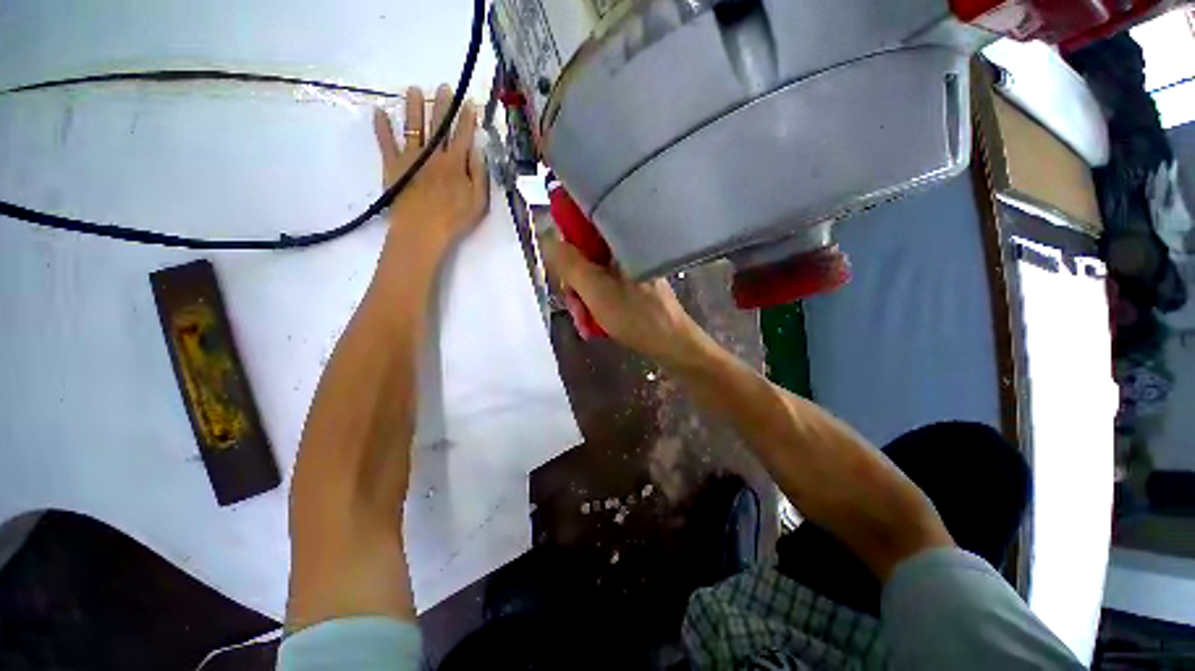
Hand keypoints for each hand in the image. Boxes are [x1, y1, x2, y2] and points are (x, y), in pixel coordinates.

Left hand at [374, 85, 488, 249]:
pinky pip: (386, 143)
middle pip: (438, 126)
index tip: (469, 102)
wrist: (423, 230)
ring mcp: (411, 158)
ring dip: (413, 107)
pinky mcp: (393, 165)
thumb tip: (478, 151)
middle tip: (444, 87)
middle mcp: (433, 155)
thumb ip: (480, 176)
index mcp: (455, 164)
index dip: (466, 119)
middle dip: (442, 105)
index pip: (462, 136)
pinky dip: (381, 128)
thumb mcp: (479, 202)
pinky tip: (379, 112)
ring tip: (413, 89)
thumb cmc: (455, 219)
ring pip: (413, 127)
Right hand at [540, 232, 705, 364]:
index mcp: (620, 240)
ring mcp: (630, 267)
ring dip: (583, 299)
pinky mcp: (632, 284)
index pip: (583, 224)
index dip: (566, 244)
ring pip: (592, 274)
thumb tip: (546, 236)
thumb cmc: (636, 316)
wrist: (672, 344)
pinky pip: (604, 286)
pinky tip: (594, 323)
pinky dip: (596, 303)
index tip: (561, 270)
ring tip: (585, 322)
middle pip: (584, 255)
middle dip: (574, 285)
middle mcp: (625, 248)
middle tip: (576, 308)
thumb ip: (569, 264)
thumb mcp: (596, 290)